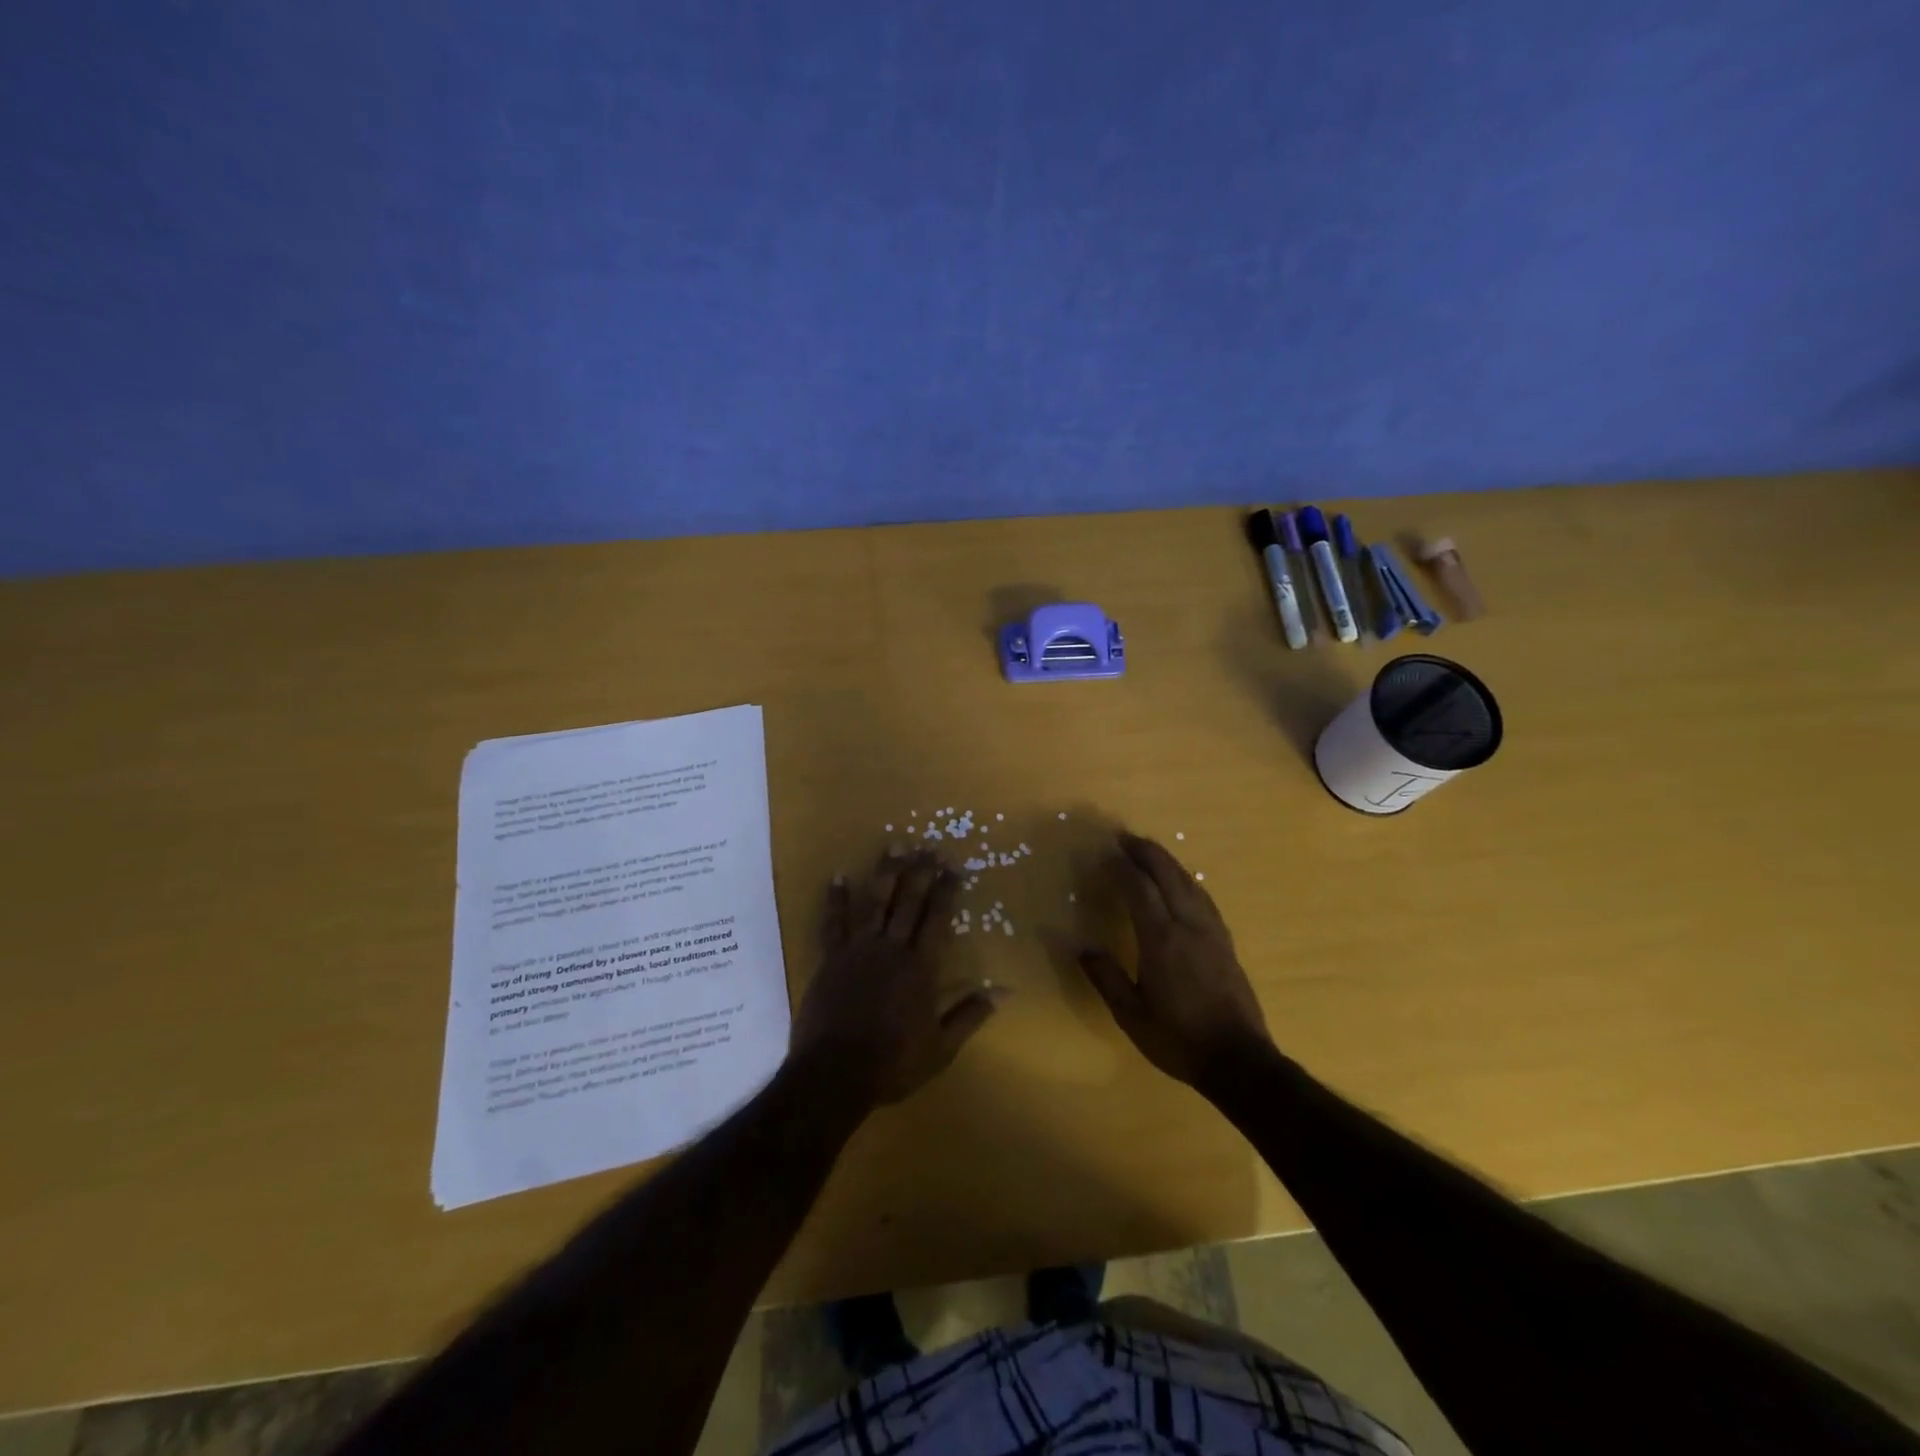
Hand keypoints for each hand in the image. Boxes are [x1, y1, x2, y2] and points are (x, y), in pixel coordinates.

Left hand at [790, 852, 1001, 1111]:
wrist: (835, 1073)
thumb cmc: (893, 1064)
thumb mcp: (942, 1047)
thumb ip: (971, 1014)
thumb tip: (1004, 990)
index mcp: (921, 967)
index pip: (938, 919)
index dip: (947, 891)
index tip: (954, 866)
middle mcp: (891, 948)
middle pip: (908, 902)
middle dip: (920, 872)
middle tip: (929, 847)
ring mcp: (858, 950)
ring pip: (874, 902)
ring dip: (885, 873)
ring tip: (894, 846)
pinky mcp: (831, 958)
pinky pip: (833, 922)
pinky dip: (836, 898)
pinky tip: (839, 875)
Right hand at [1077, 832, 1271, 1088]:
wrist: (1239, 1060)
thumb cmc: (1178, 1038)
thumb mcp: (1131, 1014)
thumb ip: (1105, 976)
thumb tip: (1080, 946)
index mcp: (1162, 940)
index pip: (1140, 890)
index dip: (1122, 867)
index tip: (1105, 852)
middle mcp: (1188, 926)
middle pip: (1168, 875)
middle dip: (1146, 852)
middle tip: (1125, 837)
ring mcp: (1212, 932)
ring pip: (1189, 882)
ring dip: (1168, 862)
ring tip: (1149, 852)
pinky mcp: (1226, 942)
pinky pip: (1203, 897)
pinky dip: (1186, 880)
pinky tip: (1182, 883)